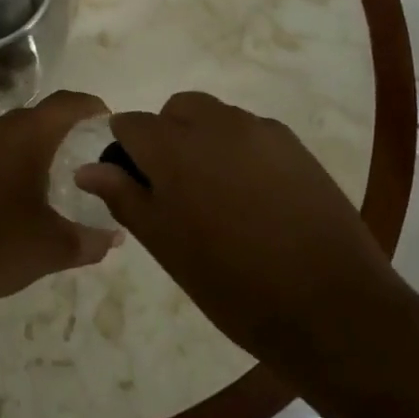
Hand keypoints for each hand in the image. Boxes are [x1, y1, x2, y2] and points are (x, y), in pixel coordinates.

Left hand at [0, 91, 120, 321]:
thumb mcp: (55, 247)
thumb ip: (92, 239)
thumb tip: (115, 237)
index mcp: (24, 135)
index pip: (65, 104)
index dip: (89, 106)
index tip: (106, 119)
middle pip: (36, 116)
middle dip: (61, 129)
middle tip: (84, 152)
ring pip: (9, 133)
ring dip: (31, 145)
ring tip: (52, 172)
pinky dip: (6, 159)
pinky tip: (14, 190)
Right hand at [76, 91, 407, 368]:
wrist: (330, 307)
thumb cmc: (232, 283)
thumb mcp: (165, 244)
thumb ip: (123, 196)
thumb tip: (88, 168)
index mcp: (172, 146)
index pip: (129, 124)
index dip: (125, 151)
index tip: (135, 186)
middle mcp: (213, 123)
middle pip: (174, 110)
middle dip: (166, 137)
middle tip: (177, 190)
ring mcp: (258, 129)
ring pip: (214, 117)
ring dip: (203, 140)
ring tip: (219, 194)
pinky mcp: (294, 144)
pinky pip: (251, 132)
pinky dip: (240, 150)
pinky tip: (256, 196)